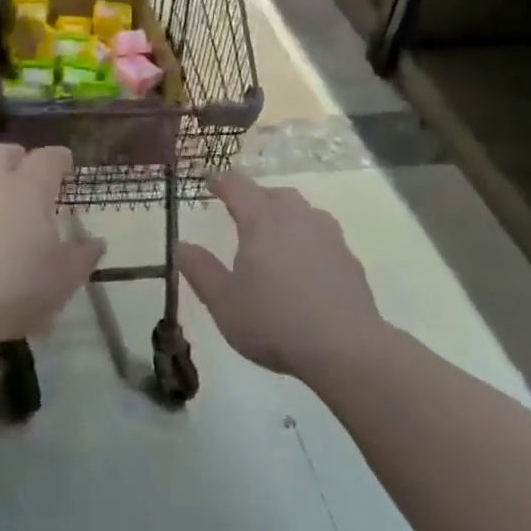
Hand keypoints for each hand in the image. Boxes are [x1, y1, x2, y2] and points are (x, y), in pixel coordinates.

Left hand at [0, 145, 103, 346]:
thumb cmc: (15, 289)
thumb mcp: (64, 279)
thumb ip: (83, 256)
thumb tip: (97, 241)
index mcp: (29, 188)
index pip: (49, 158)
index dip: (59, 159)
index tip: (65, 165)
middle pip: (4, 151)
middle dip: (18, 157)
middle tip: (25, 173)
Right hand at [176, 173, 377, 376]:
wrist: (345, 348)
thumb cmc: (274, 322)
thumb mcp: (223, 302)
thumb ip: (200, 270)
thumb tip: (181, 246)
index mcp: (262, 222)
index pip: (238, 187)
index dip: (221, 182)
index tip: (210, 181)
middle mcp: (296, 219)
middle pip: (274, 194)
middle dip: (255, 196)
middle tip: (241, 210)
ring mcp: (328, 236)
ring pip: (303, 210)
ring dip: (284, 213)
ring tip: (274, 232)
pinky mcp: (349, 259)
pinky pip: (322, 234)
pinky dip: (307, 237)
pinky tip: (304, 261)